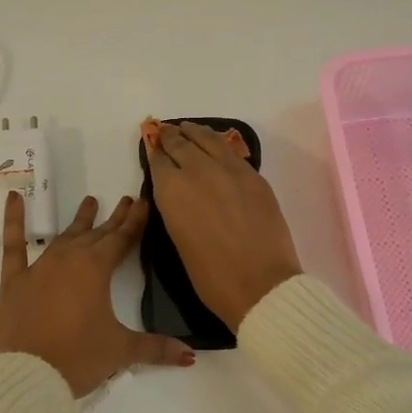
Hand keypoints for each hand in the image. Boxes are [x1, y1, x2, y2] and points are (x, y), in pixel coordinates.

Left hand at [0, 190, 195, 395]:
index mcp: (95, 270)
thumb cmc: (77, 359)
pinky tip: (13, 198)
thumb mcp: (120, 352)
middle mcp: (68, 261)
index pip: (121, 240)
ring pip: (64, 238)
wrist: (25, 375)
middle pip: (96, 236)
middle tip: (125, 200)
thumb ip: (156, 349)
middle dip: (113, 220)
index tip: (143, 202)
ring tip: (90, 202)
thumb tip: (190, 355)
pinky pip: (13, 245)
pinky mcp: (14, 282)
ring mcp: (38, 268)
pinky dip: (13, 220)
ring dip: (79, 222)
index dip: (134, 222)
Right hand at [145, 121, 302, 331]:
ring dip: (194, 133)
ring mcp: (230, 170)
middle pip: (181, 144)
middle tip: (166, 132)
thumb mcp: (178, 238)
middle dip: (171, 137)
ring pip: (207, 140)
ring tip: (187, 128)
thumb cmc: (210, 275)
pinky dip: (217, 143)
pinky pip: (230, 151)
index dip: (155, 152)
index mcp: (172, 191)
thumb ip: (175, 207)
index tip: (152, 146)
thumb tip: (179, 192)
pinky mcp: (254, 176)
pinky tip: (214, 144)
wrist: (259, 284)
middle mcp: (198, 171)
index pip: (159, 161)